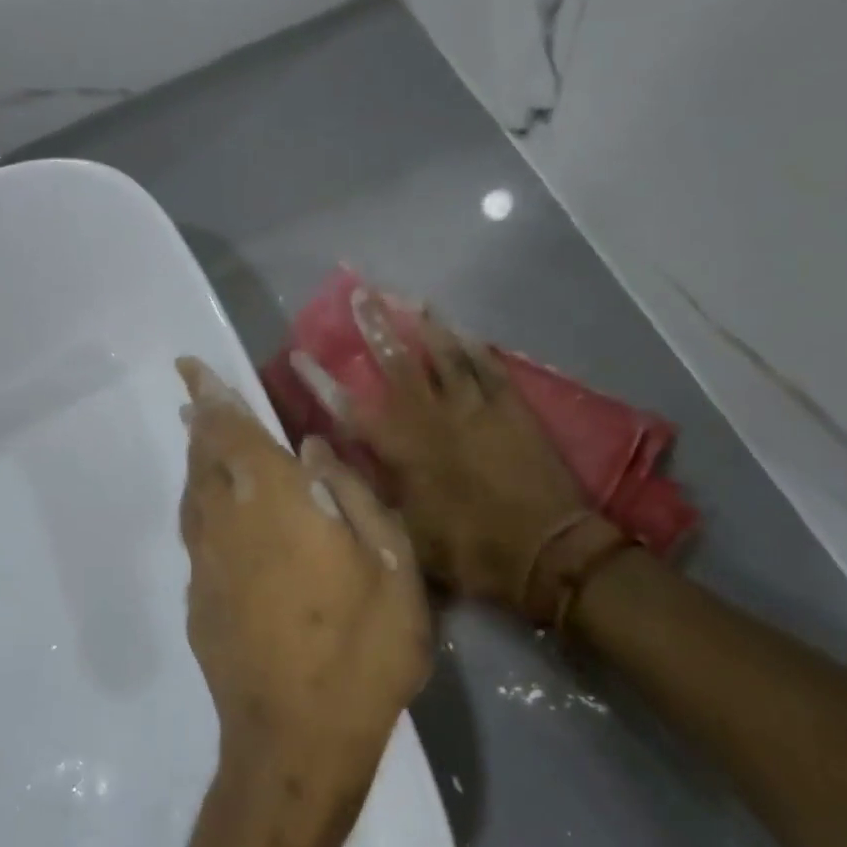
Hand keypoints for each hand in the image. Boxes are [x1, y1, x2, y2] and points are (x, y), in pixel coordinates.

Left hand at [176, 357, 431, 808]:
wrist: (295, 744)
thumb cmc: (360, 652)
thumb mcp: (392, 569)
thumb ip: (354, 497)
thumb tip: (313, 449)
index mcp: (275, 505)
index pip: (233, 433)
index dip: (211, 396)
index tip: (188, 367)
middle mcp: (228, 525)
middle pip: (204, 460)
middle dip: (201, 424)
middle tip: (197, 400)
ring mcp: (207, 567)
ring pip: (194, 498)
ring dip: (198, 464)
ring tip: (204, 444)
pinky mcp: (199, 603)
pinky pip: (198, 536)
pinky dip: (203, 509)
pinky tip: (221, 518)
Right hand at [290, 289, 622, 623]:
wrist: (546, 552)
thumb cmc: (468, 550)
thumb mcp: (404, 533)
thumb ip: (363, 490)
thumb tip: (322, 457)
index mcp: (405, 450)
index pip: (351, 408)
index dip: (322, 381)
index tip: (300, 354)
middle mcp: (435, 418)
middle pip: (399, 365)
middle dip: (377, 328)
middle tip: (361, 294)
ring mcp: (476, 410)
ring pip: (446, 357)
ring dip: (428, 328)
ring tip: (414, 300)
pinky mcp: (512, 411)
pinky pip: (490, 369)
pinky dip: (476, 348)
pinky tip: (465, 331)